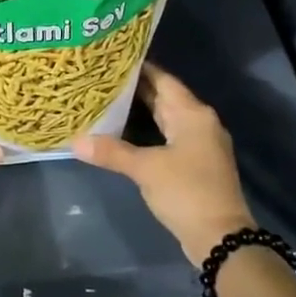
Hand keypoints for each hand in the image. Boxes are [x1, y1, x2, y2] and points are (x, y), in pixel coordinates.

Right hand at [71, 65, 253, 263]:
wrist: (220, 238)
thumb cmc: (186, 192)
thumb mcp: (146, 169)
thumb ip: (111, 152)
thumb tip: (75, 141)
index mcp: (193, 114)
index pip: (163, 79)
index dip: (139, 68)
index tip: (111, 59)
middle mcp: (200, 122)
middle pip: (164, 97)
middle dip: (135, 89)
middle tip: (101, 79)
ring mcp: (200, 144)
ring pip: (166, 119)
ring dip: (140, 111)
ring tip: (106, 101)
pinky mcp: (195, 164)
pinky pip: (168, 137)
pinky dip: (148, 132)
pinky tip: (124, 134)